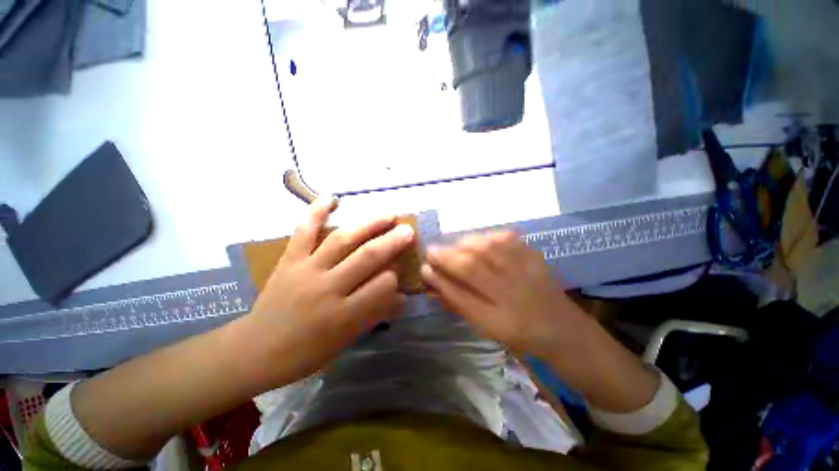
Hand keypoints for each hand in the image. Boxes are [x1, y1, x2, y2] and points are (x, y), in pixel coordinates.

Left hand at [248, 196, 414, 383]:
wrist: (254, 350)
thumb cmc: (305, 353)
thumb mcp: (345, 341)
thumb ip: (374, 315)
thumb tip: (401, 296)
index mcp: (342, 315)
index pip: (380, 287)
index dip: (395, 278)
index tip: (401, 275)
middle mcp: (327, 288)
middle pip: (366, 258)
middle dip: (392, 242)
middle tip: (408, 230)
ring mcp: (306, 270)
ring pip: (342, 240)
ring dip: (368, 224)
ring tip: (388, 214)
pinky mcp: (289, 260)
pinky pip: (303, 232)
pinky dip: (315, 212)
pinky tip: (331, 198)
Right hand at [421, 232, 660, 411]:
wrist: (563, 330)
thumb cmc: (519, 334)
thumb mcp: (485, 326)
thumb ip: (458, 302)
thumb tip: (433, 281)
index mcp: (499, 318)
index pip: (460, 294)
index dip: (439, 278)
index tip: (424, 266)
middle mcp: (513, 292)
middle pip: (473, 265)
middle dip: (447, 255)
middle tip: (432, 251)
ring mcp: (527, 271)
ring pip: (489, 248)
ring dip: (465, 243)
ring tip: (454, 246)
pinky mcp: (535, 257)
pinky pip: (508, 239)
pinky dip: (488, 236)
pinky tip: (481, 241)